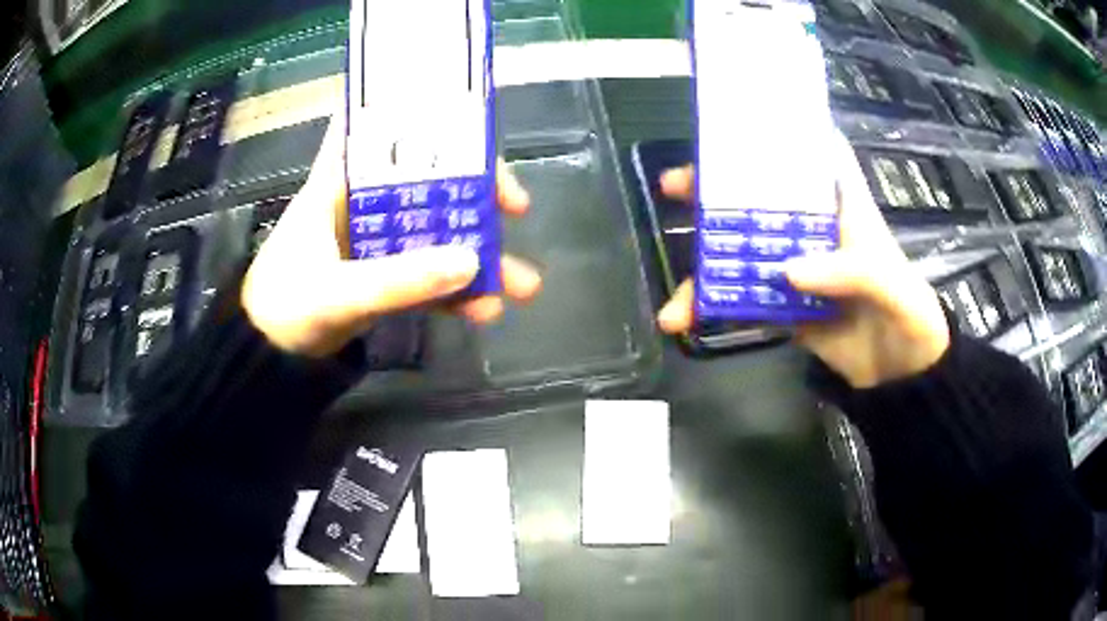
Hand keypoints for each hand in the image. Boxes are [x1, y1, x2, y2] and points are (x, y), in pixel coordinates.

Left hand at [242, 114, 542, 357]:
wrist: (268, 358)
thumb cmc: (284, 307)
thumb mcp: (336, 293)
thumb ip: (396, 280)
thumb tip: (471, 260)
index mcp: (341, 181)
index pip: (379, 124)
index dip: (420, 109)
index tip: (468, 115)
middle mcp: (365, 200)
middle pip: (428, 175)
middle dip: (476, 188)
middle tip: (516, 207)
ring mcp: (379, 238)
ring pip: (437, 227)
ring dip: (478, 251)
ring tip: (521, 283)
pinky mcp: (386, 274)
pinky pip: (430, 271)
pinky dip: (457, 289)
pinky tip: (486, 309)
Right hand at [655, 133, 949, 388]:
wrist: (904, 375)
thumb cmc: (911, 316)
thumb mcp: (894, 288)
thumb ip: (852, 272)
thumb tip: (786, 271)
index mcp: (843, 206)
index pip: (812, 154)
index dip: (777, 133)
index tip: (733, 125)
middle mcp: (813, 228)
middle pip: (760, 196)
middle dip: (715, 190)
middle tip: (675, 187)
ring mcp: (796, 266)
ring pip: (743, 250)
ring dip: (704, 265)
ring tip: (674, 293)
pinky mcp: (785, 303)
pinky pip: (743, 298)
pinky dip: (712, 307)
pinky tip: (683, 319)